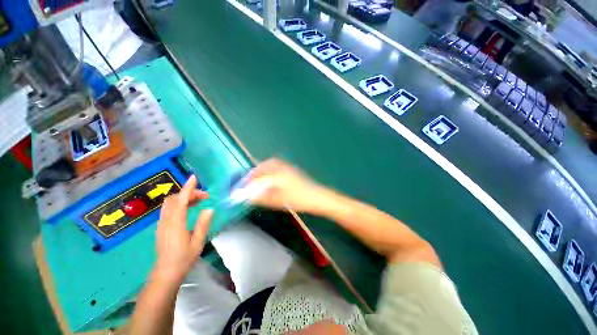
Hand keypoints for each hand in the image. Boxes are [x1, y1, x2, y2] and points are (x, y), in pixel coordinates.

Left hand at [153, 175, 212, 282]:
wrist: (166, 273)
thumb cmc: (184, 258)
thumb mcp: (198, 242)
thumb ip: (203, 224)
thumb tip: (209, 208)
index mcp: (176, 224)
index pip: (181, 201)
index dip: (188, 188)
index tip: (194, 178)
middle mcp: (166, 221)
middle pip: (174, 199)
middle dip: (189, 193)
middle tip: (205, 197)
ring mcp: (162, 223)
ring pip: (170, 203)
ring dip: (184, 197)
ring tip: (198, 201)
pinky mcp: (162, 226)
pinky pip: (169, 209)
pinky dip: (179, 203)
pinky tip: (189, 209)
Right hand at [249, 158, 329, 213]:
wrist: (317, 197)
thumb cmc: (300, 200)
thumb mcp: (280, 201)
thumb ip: (264, 198)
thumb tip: (250, 198)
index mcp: (279, 175)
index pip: (259, 178)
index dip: (249, 185)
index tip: (241, 190)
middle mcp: (283, 168)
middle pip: (265, 166)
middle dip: (254, 173)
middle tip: (248, 181)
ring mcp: (288, 168)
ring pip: (271, 164)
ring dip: (262, 169)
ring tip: (257, 178)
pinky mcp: (292, 170)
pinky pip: (277, 165)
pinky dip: (270, 168)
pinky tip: (269, 177)